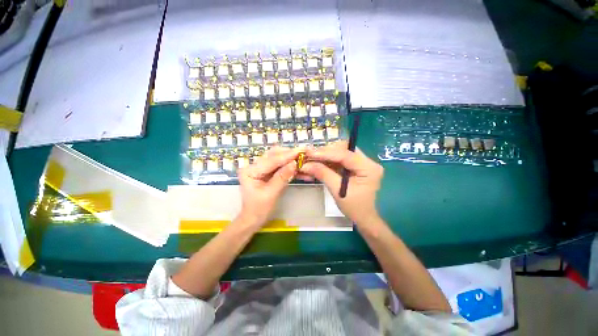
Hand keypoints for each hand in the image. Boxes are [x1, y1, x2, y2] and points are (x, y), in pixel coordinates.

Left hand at [237, 147, 300, 226]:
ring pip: (278, 158)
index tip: (301, 151)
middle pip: (274, 155)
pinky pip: (279, 166)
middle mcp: (254, 166)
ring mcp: (260, 168)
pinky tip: (298, 167)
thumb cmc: (259, 209)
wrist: (253, 219)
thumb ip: (282, 177)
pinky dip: (289, 166)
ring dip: (290, 159)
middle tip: (304, 153)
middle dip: (289, 154)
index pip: (271, 160)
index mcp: (250, 171)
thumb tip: (294, 163)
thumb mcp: (271, 194)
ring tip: (303, 159)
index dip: (287, 156)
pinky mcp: (267, 172)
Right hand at [298, 141, 383, 225]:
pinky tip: (318, 164)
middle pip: (344, 149)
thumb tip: (306, 165)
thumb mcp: (337, 191)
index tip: (310, 153)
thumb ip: (323, 174)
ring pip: (341, 152)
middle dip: (326, 152)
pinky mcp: (356, 166)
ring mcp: (362, 163)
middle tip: (311, 156)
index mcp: (368, 168)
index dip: (326, 153)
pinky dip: (328, 161)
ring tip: (312, 159)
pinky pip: (340, 159)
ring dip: (326, 156)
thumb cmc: (354, 207)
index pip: (345, 155)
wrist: (363, 217)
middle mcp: (367, 162)